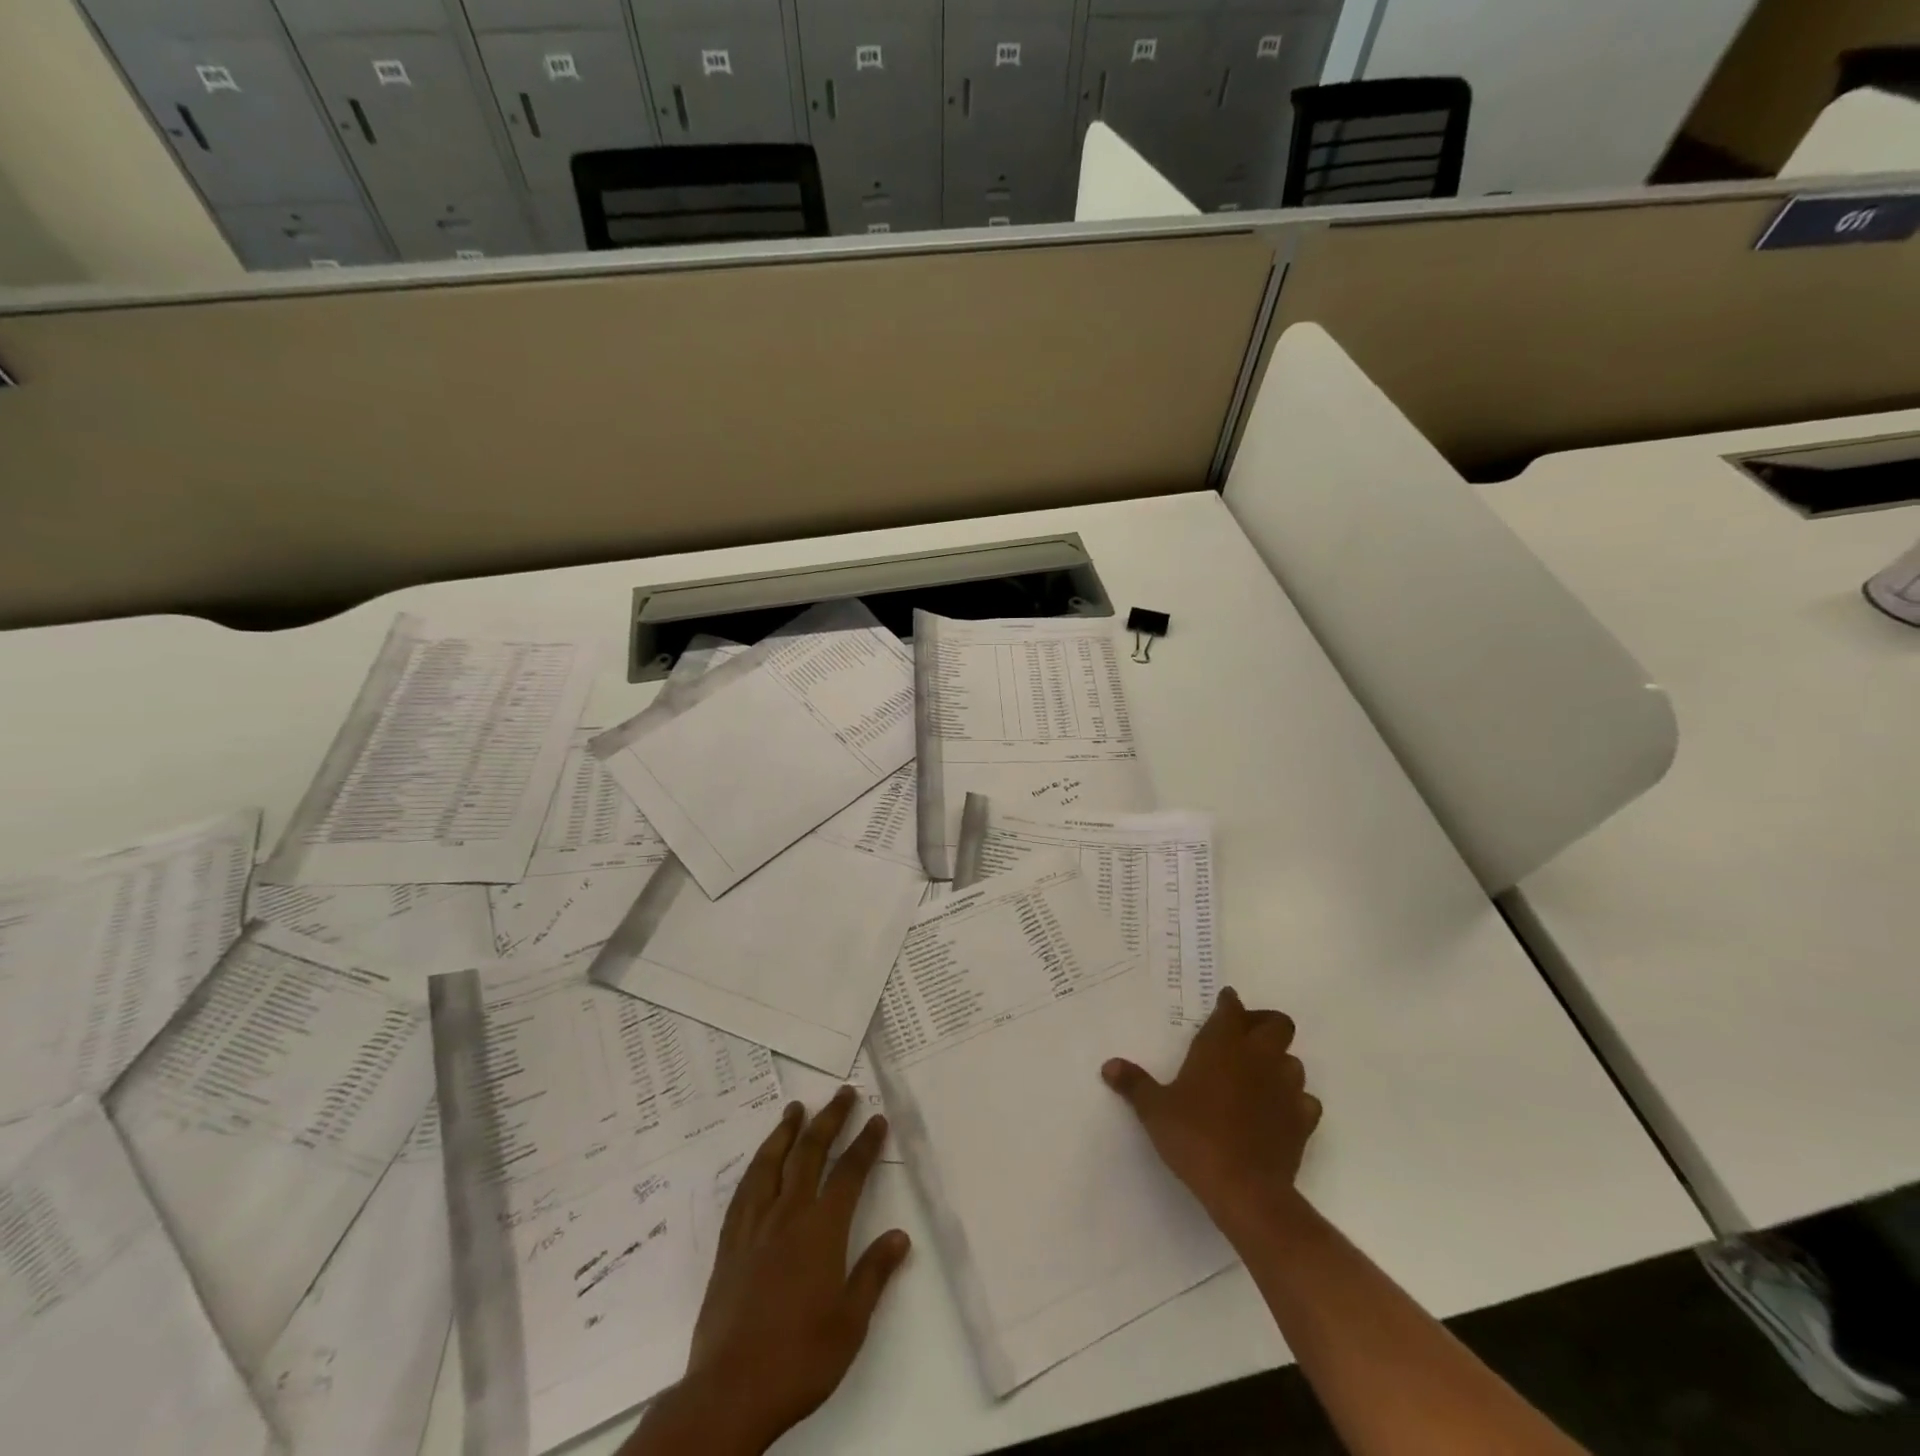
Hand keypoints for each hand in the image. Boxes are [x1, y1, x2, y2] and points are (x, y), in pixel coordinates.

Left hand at [626, 1089, 910, 1455]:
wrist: (730, 1391)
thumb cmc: (800, 1359)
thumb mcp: (850, 1324)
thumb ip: (874, 1274)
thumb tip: (899, 1235)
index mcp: (821, 1230)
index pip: (849, 1173)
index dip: (865, 1143)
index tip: (876, 1118)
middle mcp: (788, 1215)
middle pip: (810, 1153)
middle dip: (830, 1119)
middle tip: (843, 1093)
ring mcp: (754, 1227)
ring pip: (771, 1163)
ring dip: (786, 1131)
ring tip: (795, 1108)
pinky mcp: (729, 1245)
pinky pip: (743, 1192)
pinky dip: (756, 1167)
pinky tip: (760, 1162)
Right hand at [1102, 986, 1321, 1233]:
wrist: (1245, 1189)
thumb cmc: (1194, 1137)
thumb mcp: (1154, 1109)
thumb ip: (1134, 1083)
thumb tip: (1109, 1066)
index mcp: (1222, 1045)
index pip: (1231, 1009)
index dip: (1229, 1003)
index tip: (1224, 1002)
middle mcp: (1258, 1057)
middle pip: (1278, 1023)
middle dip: (1264, 1023)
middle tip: (1244, 1036)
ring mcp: (1286, 1088)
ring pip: (1294, 1061)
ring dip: (1279, 1062)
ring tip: (1258, 1076)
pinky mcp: (1303, 1121)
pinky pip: (1305, 1100)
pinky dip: (1294, 1100)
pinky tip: (1277, 1111)